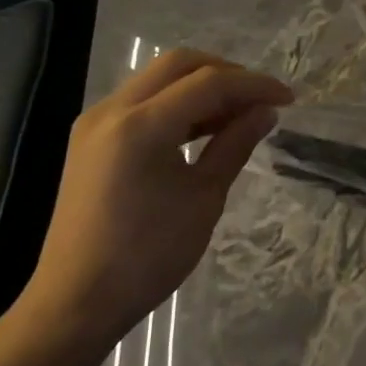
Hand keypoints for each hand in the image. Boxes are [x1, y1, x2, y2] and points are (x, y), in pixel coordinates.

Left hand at [21, 48, 292, 353]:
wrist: (77, 301)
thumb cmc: (149, 255)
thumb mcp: (204, 198)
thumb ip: (235, 145)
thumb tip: (265, 112)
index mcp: (141, 125)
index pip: (209, 83)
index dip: (254, 85)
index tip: (288, 100)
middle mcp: (113, 110)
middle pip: (179, 64)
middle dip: (227, 74)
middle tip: (261, 100)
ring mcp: (96, 122)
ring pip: (157, 79)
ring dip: (201, 86)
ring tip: (239, 114)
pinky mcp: (91, 139)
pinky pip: (141, 102)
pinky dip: (177, 104)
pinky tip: (204, 128)